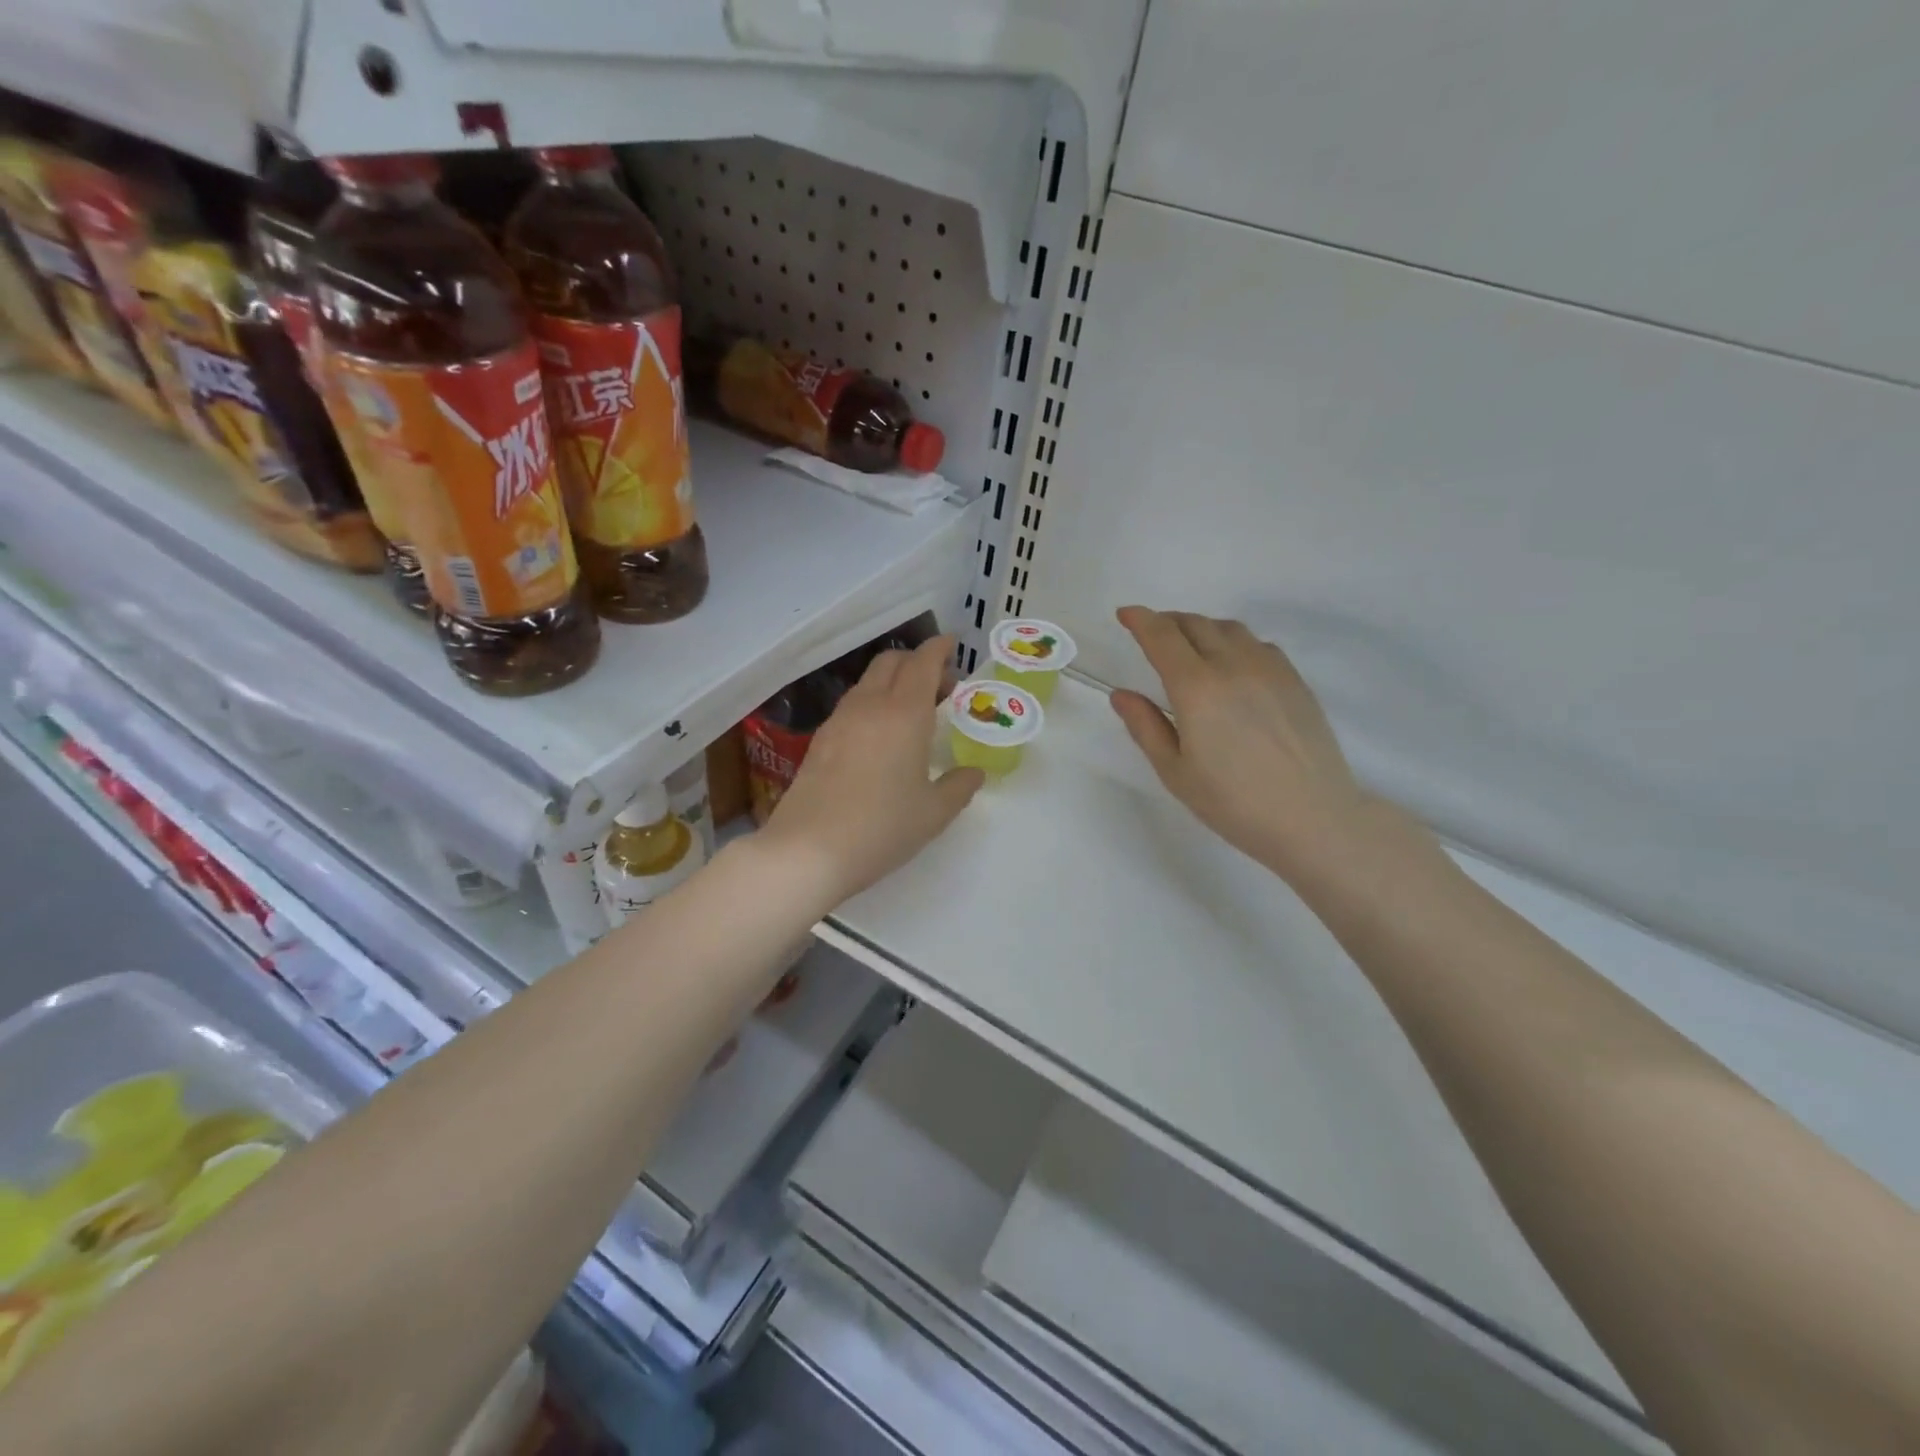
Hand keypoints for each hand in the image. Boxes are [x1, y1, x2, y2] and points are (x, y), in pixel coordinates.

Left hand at [760, 635, 982, 904]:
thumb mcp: (933, 813)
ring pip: (868, 682)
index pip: (923, 663)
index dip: (939, 649)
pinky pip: (852, 705)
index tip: (952, 644)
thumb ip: (959, 787)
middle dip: (916, 661)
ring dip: (893, 682)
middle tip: (940, 686)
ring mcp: (839, 721)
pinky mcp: (820, 741)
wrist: (808, 851)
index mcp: (905, 714)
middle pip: (891, 662)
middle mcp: (870, 706)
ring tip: (912, 712)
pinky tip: (880, 736)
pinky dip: (872, 703)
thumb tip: (974, 773)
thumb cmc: (882, 828)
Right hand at [1110, 606, 1374, 881]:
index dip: (1140, 620)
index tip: (1125, 614)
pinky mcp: (1295, 680)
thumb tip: (1121, 694)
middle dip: (1167, 622)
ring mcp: (1270, 669)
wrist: (1313, 818)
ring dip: (1201, 628)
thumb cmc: (1233, 802)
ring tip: (1189, 645)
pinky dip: (1234, 642)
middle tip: (1151, 633)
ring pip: (1229, 628)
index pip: (1162, 636)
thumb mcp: (1175, 772)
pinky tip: (1232, 664)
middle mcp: (1232, 666)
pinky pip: (1258, 644)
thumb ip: (1145, 727)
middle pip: (1195, 624)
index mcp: (1196, 688)